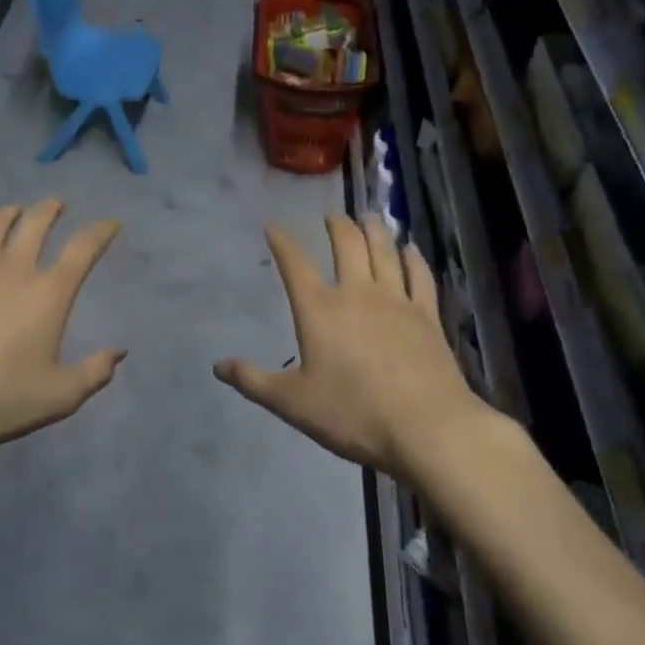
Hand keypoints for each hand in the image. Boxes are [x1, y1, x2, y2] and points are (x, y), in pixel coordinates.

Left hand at [0, 201, 122, 459]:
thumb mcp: (58, 397)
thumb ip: (94, 372)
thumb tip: (119, 351)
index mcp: (49, 292)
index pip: (83, 248)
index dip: (100, 231)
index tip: (109, 224)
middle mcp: (13, 267)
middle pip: (37, 221)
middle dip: (51, 208)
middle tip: (57, 205)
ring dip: (11, 212)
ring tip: (15, 210)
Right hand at [216, 216, 489, 481]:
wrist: (427, 428)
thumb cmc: (353, 415)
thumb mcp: (292, 404)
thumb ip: (254, 381)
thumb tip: (218, 366)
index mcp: (319, 309)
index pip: (295, 264)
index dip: (282, 242)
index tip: (273, 226)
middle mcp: (357, 293)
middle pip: (347, 245)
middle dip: (337, 225)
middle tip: (332, 216)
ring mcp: (396, 301)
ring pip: (384, 251)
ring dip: (374, 230)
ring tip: (369, 217)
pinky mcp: (427, 316)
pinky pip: (419, 275)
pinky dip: (413, 257)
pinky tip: (410, 248)